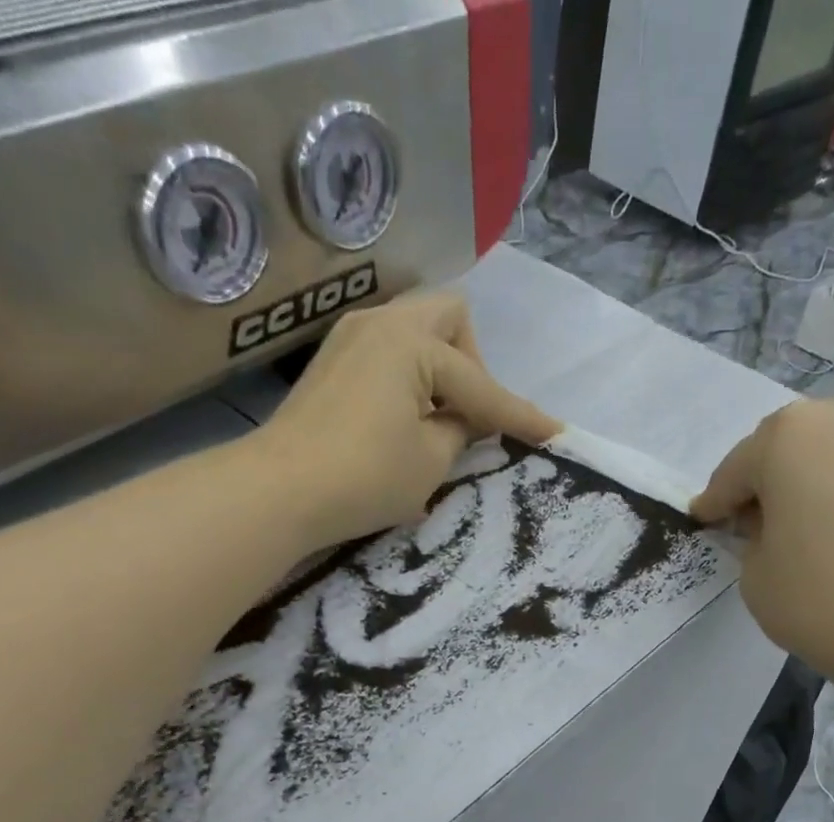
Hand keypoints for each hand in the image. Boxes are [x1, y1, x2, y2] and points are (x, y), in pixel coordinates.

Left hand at [253, 291, 559, 547]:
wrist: (278, 490)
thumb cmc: (364, 476)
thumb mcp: (430, 460)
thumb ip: (461, 431)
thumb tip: (464, 419)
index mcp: (412, 342)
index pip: (481, 385)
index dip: (520, 415)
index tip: (555, 434)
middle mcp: (381, 323)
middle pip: (449, 318)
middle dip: (473, 364)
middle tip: (469, 416)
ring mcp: (350, 338)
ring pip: (416, 332)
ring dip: (440, 370)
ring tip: (438, 422)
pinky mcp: (331, 363)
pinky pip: (389, 353)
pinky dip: (410, 378)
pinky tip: (405, 420)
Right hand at [691, 392, 833, 716]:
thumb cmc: (824, 601)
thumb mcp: (755, 576)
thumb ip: (751, 539)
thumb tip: (773, 525)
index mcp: (785, 436)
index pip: (734, 472)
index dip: (716, 504)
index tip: (704, 521)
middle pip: (784, 450)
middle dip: (765, 485)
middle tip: (754, 527)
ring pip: (830, 454)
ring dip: (809, 484)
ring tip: (803, 530)